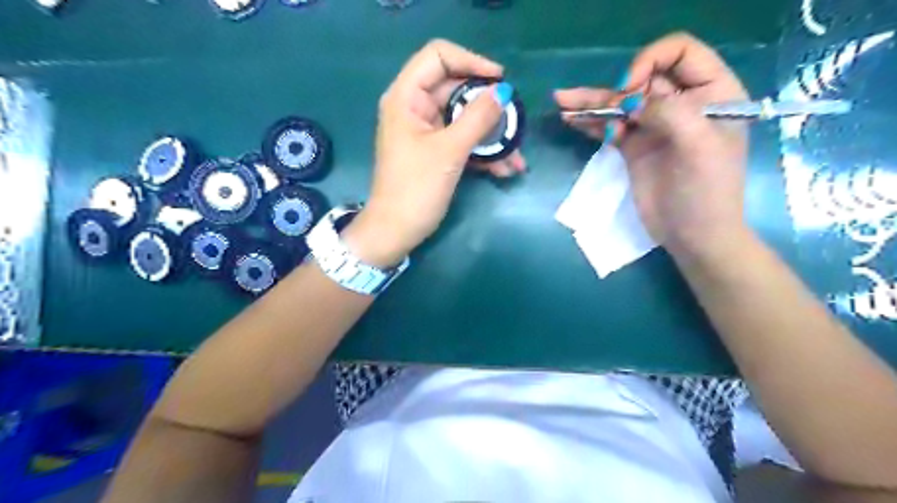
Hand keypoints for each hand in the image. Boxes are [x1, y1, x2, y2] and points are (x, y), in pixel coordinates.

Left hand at [344, 39, 527, 267]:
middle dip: (489, 107)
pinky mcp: (436, 150)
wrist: (396, 231)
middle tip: (515, 121)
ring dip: (492, 135)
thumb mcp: (449, 151)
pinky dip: (483, 151)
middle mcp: (415, 107)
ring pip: (465, 118)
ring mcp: (426, 130)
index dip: (471, 61)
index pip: (438, 56)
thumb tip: (502, 92)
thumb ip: (477, 118)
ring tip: (516, 156)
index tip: (501, 80)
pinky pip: (463, 140)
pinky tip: (505, 169)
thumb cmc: (416, 188)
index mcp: (407, 97)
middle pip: (457, 89)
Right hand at [555, 32, 751, 258]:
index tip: (629, 91)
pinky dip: (591, 122)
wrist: (691, 234)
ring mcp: (654, 126)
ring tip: (561, 101)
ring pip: (621, 104)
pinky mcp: (634, 146)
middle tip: (587, 103)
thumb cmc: (707, 191)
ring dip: (591, 102)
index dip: (650, 61)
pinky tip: (570, 119)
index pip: (680, 53)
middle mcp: (682, 104)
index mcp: (711, 93)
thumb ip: (669, 113)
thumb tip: (630, 102)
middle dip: (614, 88)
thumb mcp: (698, 146)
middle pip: (642, 78)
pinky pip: (610, 126)